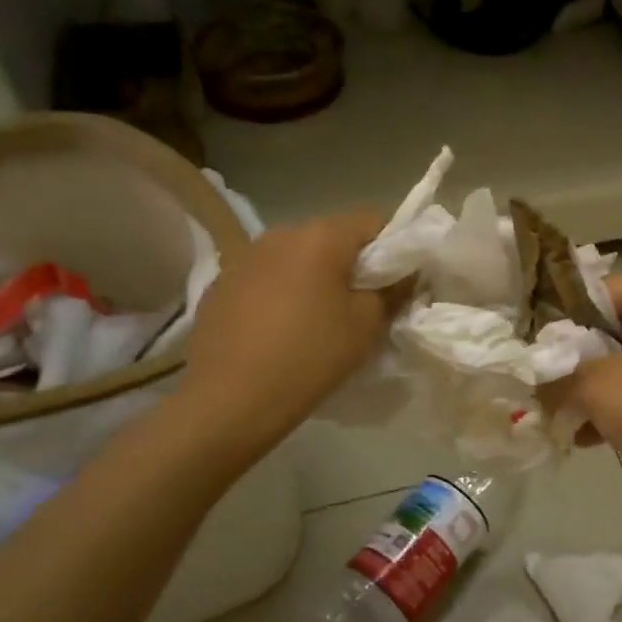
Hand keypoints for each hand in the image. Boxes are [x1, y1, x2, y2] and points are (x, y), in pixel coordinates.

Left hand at [182, 212, 393, 442]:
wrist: (230, 400)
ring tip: (315, 321)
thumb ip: (391, 292)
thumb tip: (402, 276)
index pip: (372, 222)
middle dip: (350, 265)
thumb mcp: (366, 326)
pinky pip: (264, 279)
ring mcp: (244, 257)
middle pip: (330, 238)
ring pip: (294, 258)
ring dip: (311, 279)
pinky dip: (278, 294)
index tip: (395, 285)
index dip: (392, 249)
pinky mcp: (219, 285)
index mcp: (320, 237)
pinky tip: (277, 331)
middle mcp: (279, 234)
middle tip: (360, 307)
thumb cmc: (309, 357)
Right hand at [556, 274, 621, 488]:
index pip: (607, 288)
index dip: (569, 311)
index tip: (542, 340)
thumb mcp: (593, 387)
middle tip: (551, 373)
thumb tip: (534, 380)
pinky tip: (591, 436)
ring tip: (565, 411)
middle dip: (582, 353)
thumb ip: (557, 375)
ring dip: (600, 384)